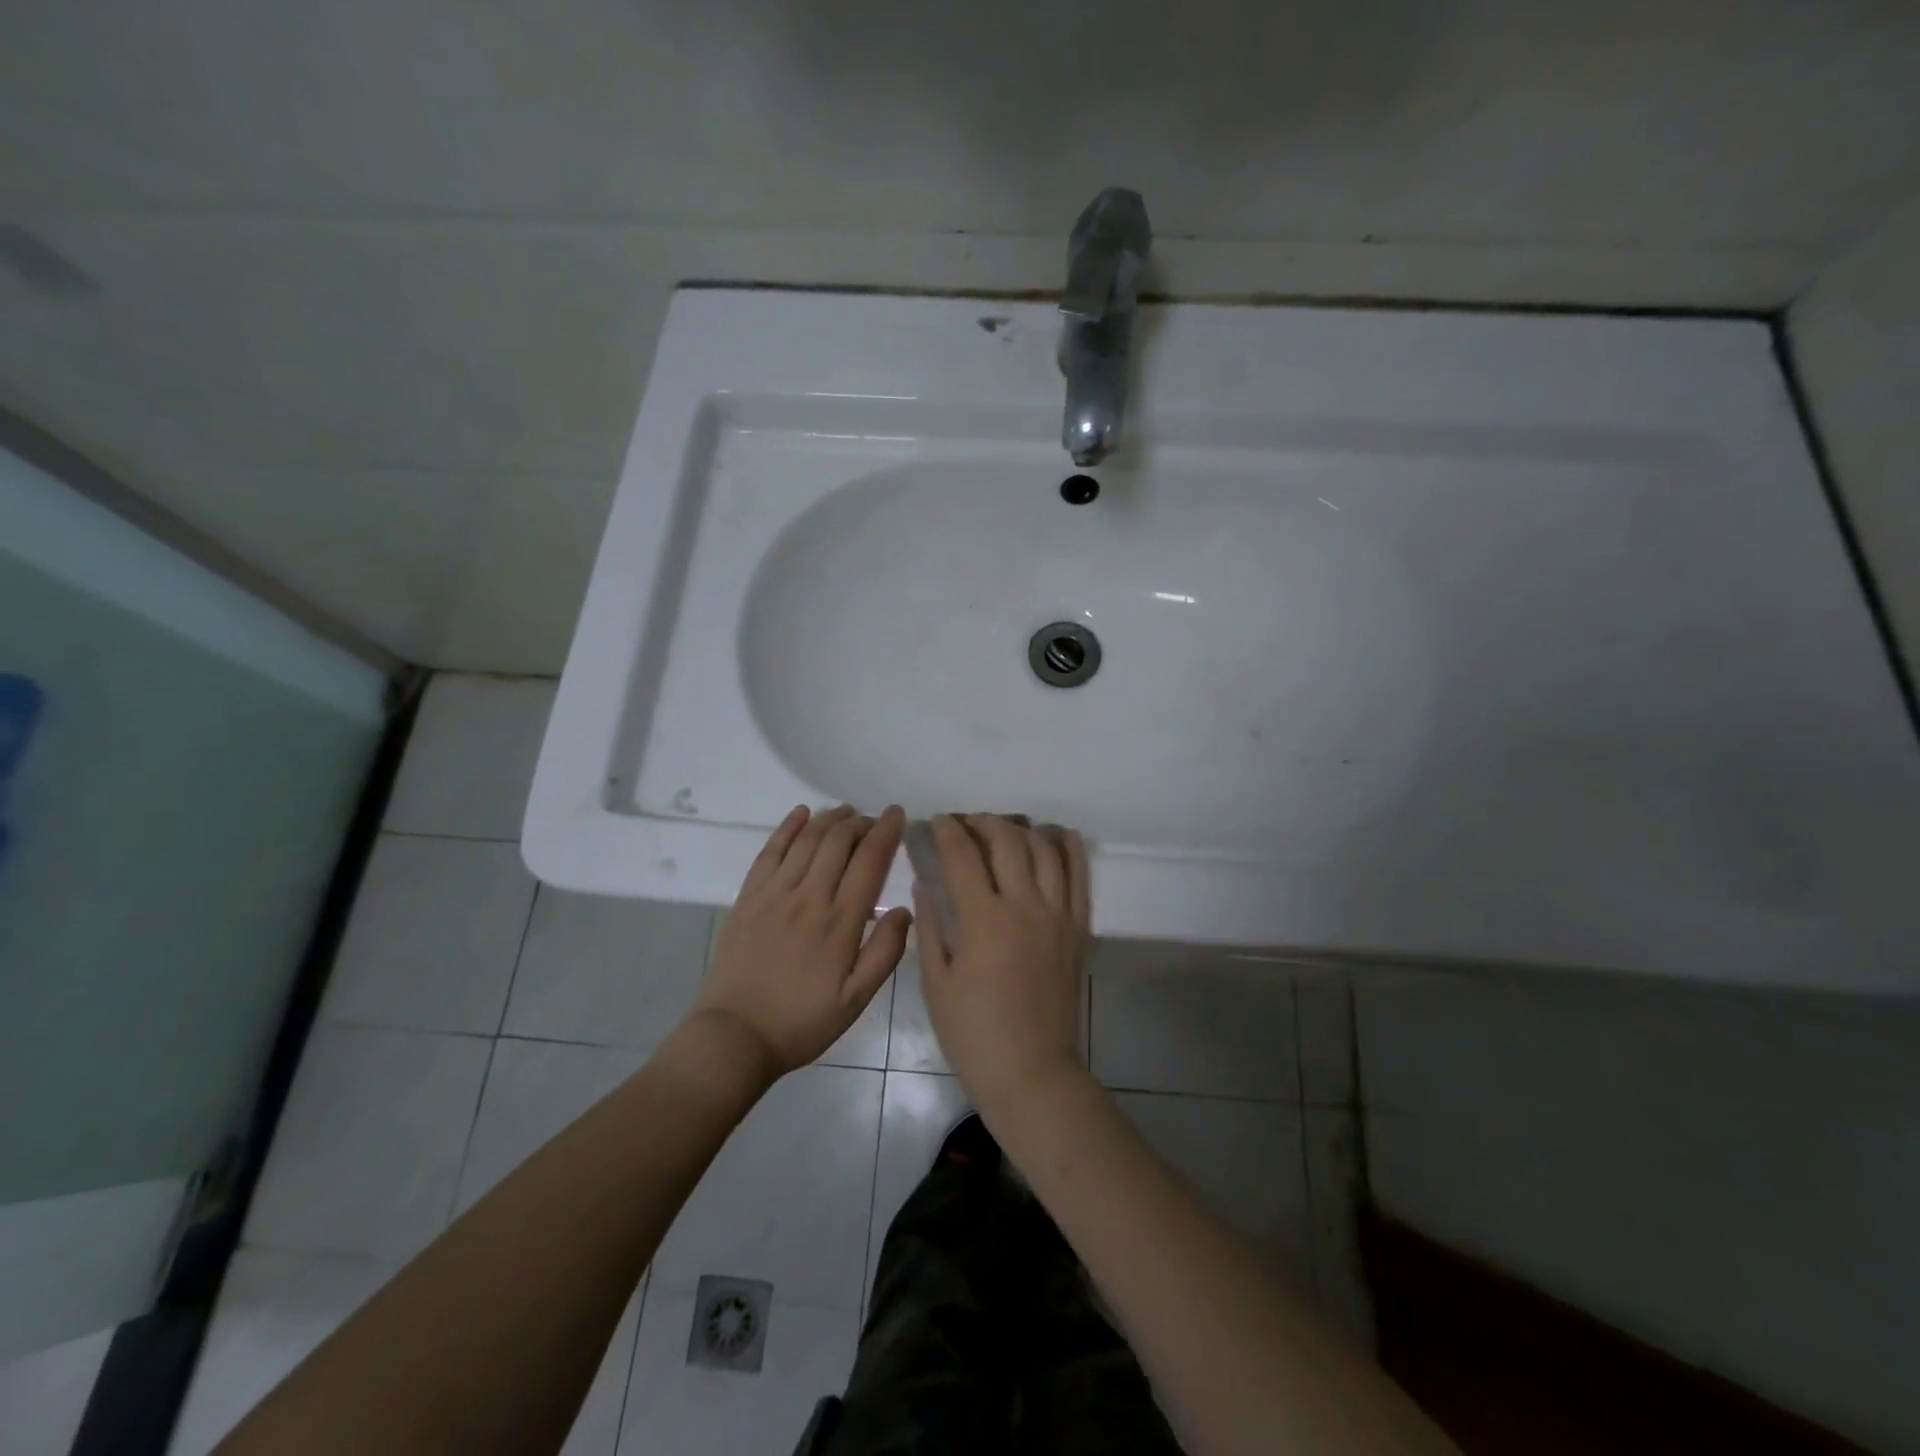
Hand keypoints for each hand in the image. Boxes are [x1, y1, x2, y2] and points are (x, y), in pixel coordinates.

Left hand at [692, 804, 911, 1076]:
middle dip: (861, 822)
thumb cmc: (802, 1021)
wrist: (735, 1036)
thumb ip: (885, 953)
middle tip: (874, 820)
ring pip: (807, 840)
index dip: (886, 831)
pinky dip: (788, 827)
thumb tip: (904, 910)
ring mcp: (774, 893)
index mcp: (840, 921)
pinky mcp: (748, 897)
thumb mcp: (856, 1000)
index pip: (870, 860)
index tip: (898, 814)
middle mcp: (809, 897)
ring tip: (846, 812)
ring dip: (830, 819)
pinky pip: (770, 851)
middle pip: (839, 841)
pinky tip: (801, 813)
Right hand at [914, 815, 1089, 1116]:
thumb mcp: (936, 982)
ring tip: (1004, 829)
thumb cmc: (973, 1033)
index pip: (963, 855)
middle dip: (983, 822)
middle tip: (967, 824)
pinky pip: (1079, 877)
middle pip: (1007, 841)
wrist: (1030, 1071)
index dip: (948, 831)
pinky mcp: (1078, 928)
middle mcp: (1024, 906)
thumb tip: (925, 884)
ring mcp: (1057, 915)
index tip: (938, 821)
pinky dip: (1070, 849)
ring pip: (1045, 850)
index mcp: (983, 919)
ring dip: (1022, 830)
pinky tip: (1058, 835)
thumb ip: (930, 925)